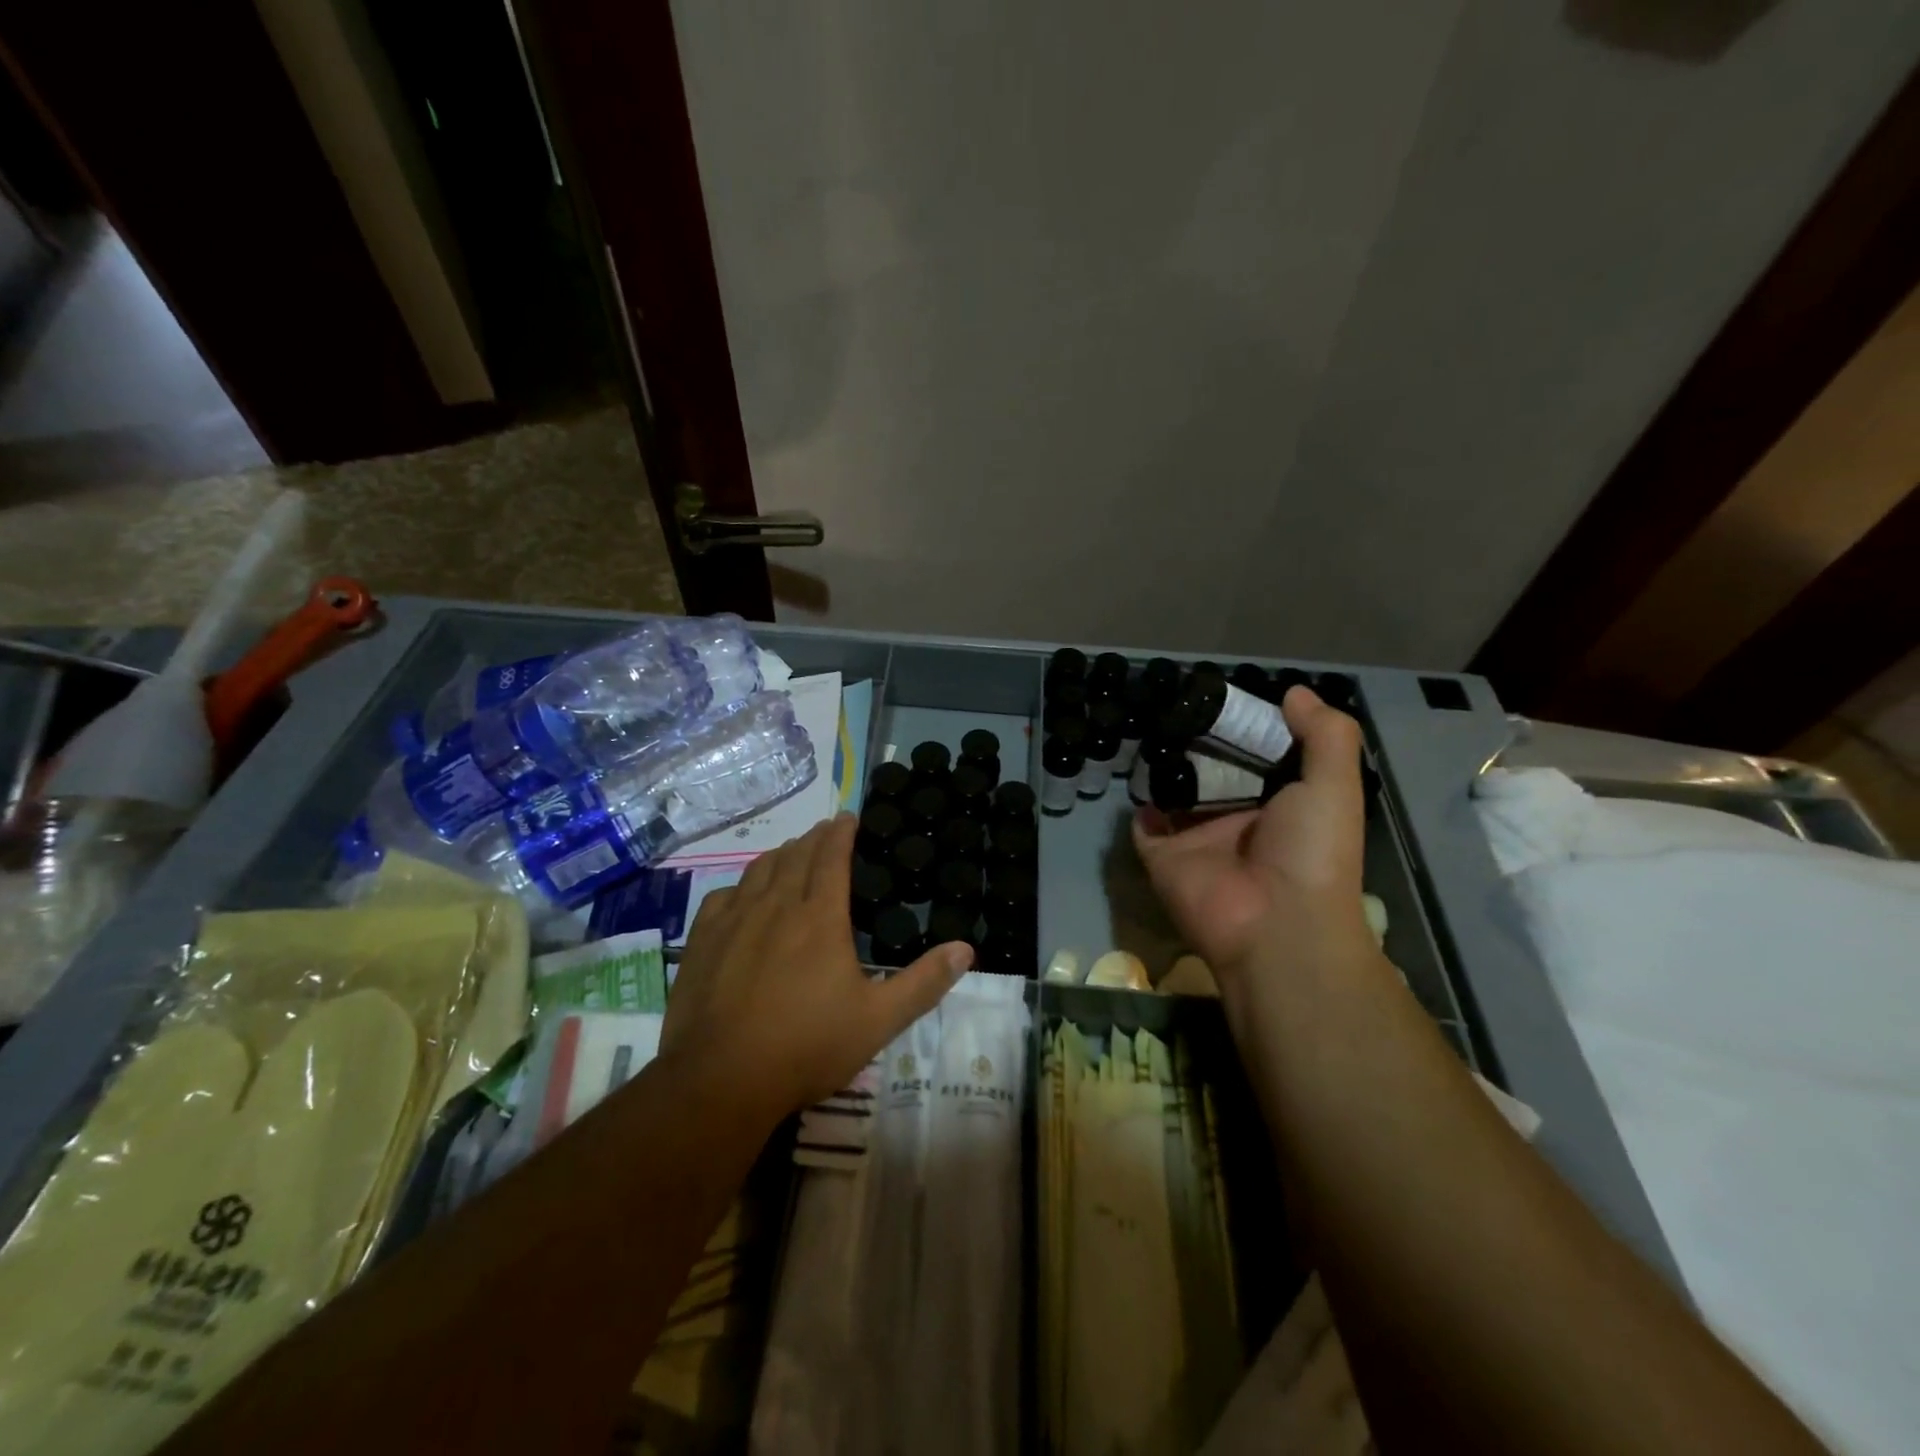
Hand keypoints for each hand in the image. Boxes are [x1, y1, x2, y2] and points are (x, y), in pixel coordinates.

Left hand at [662, 814, 972, 1114]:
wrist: (721, 1080)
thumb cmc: (807, 1046)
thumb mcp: (878, 1021)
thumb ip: (923, 983)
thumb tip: (966, 948)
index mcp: (820, 918)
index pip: (831, 856)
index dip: (841, 832)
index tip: (849, 818)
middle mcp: (776, 906)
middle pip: (795, 855)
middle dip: (814, 837)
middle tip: (826, 831)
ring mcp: (734, 921)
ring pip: (759, 869)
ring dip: (780, 855)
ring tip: (792, 854)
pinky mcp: (703, 941)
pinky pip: (723, 896)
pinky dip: (741, 886)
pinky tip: (744, 896)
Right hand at [1132, 687, 1373, 998]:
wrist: (1276, 925)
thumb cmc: (1312, 852)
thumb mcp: (1334, 786)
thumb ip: (1325, 736)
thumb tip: (1294, 692)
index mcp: (1279, 804)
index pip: (1258, 757)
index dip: (1245, 728)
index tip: (1224, 696)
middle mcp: (1237, 818)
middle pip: (1211, 771)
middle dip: (1196, 743)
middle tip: (1175, 705)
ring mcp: (1196, 837)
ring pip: (1174, 793)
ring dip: (1164, 766)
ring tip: (1150, 727)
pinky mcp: (1162, 855)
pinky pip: (1144, 824)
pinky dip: (1139, 803)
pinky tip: (1137, 772)